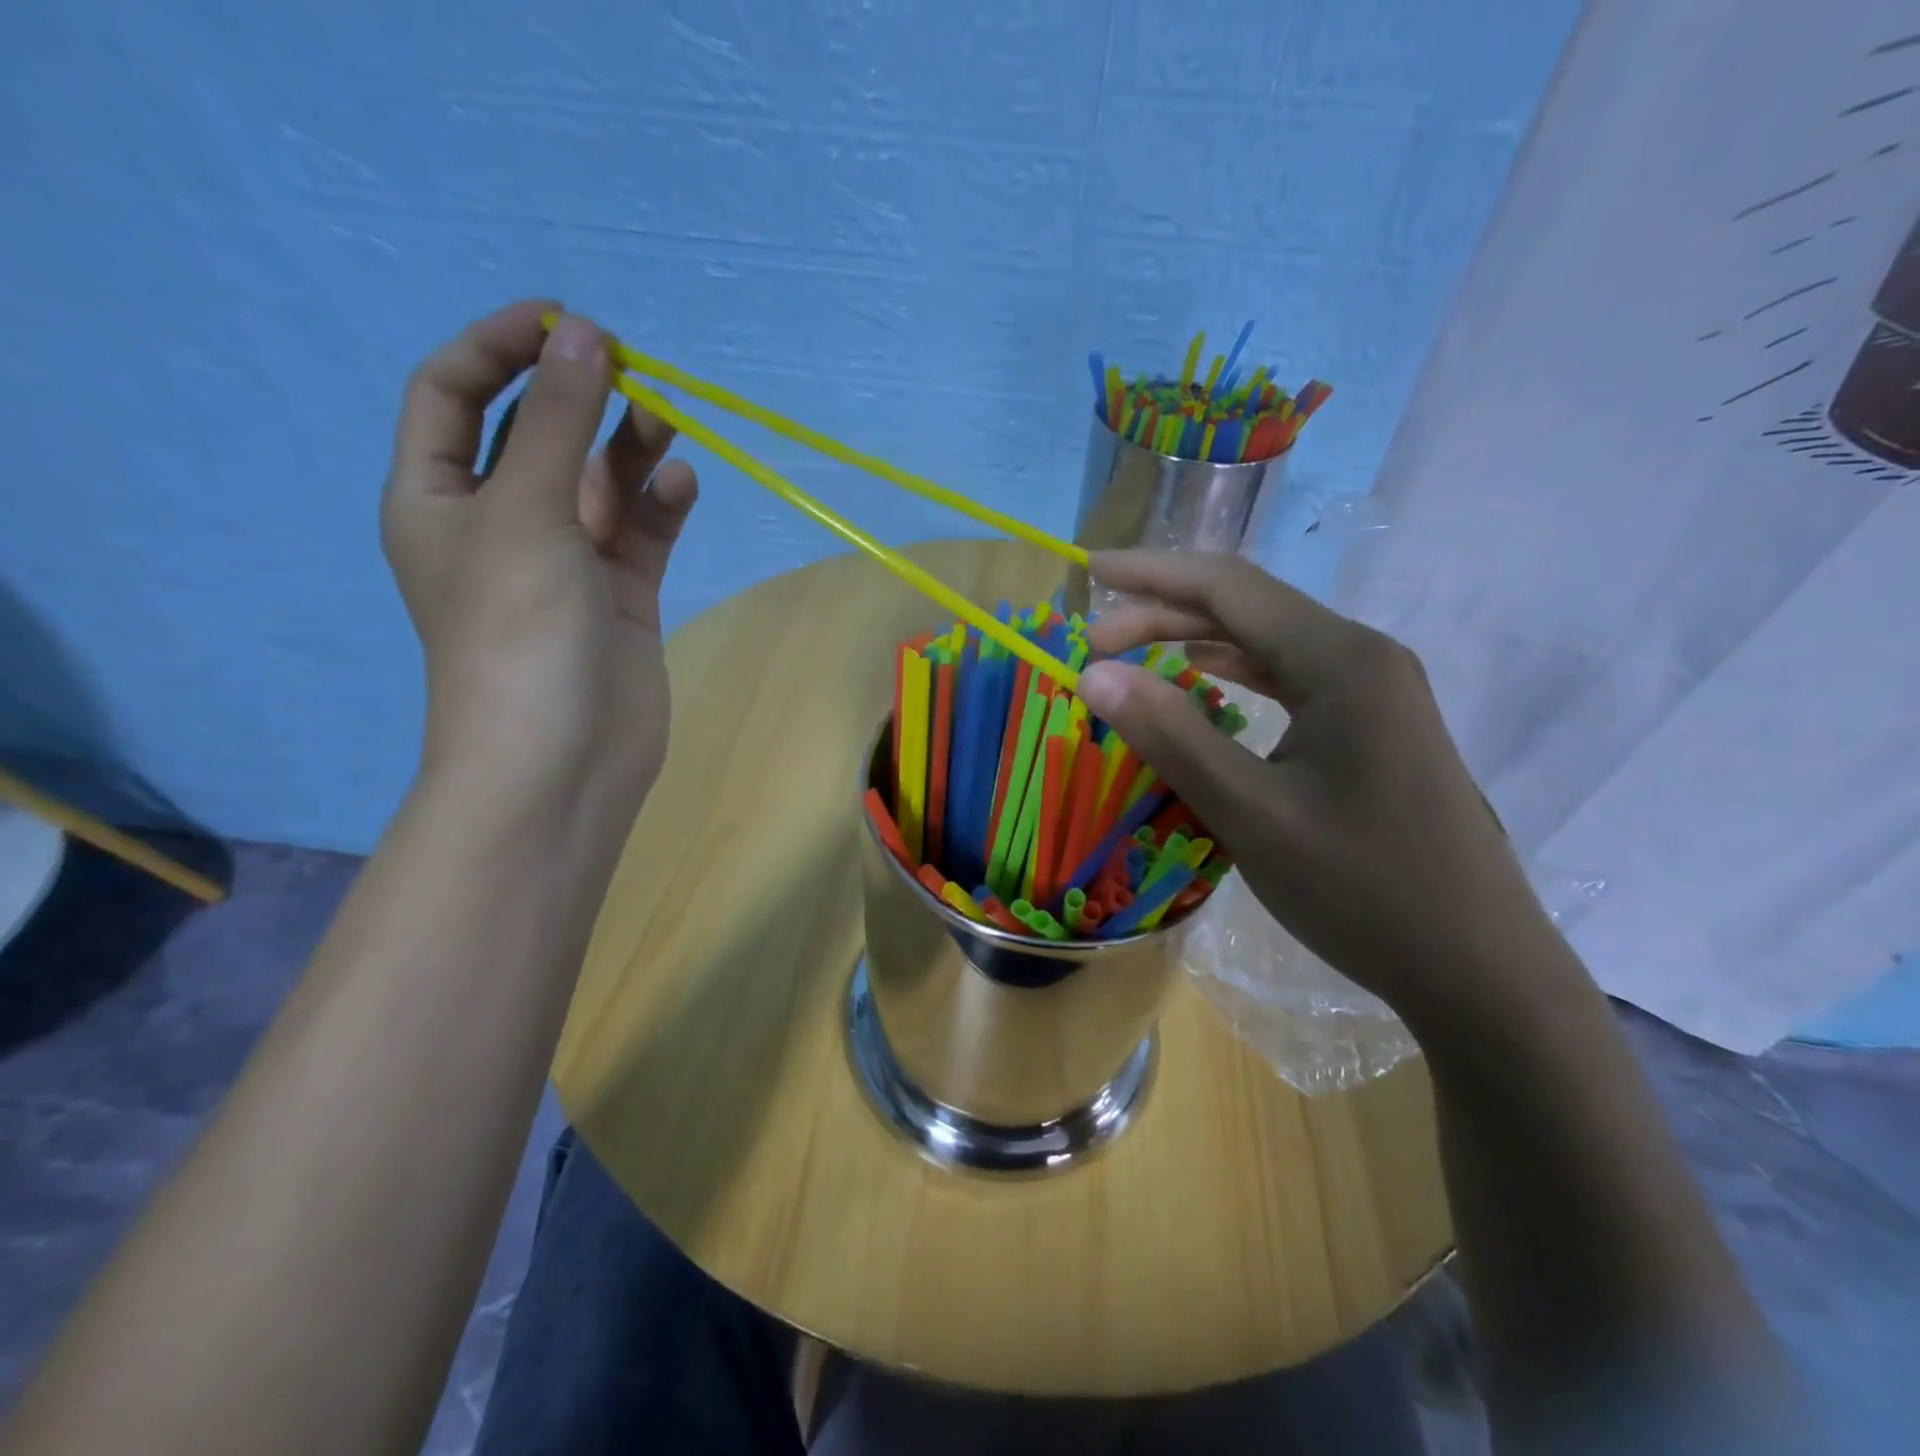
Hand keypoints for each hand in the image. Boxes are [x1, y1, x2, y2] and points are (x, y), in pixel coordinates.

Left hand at [381, 301, 696, 822]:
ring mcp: (566, 562)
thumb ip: (555, 421)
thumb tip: (584, 333)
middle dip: (578, 395)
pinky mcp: (622, 596)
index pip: (452, 393)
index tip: (565, 321)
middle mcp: (500, 523)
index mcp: (439, 498)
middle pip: (536, 433)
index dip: (500, 345)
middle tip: (631, 370)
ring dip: (630, 447)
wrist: (563, 760)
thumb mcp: (525, 512)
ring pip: (600, 482)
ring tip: (666, 424)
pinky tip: (681, 487)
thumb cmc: (518, 632)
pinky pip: (640, 532)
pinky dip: (660, 505)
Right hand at [1077, 551, 1569, 1033]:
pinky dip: (1234, 675)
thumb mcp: (1252, 813)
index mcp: (1340, 661)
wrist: (1478, 968)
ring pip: (1267, 643)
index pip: (1229, 588)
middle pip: (1247, 609)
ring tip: (1133, 655)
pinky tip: (1202, 683)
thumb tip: (1095, 674)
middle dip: (1164, 613)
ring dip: (1196, 641)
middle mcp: (1361, 658)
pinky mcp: (1370, 727)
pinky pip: (1289, 679)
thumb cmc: (1364, 889)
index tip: (1088, 573)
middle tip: (1094, 643)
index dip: (1151, 575)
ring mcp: (1373, 692)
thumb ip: (1172, 736)